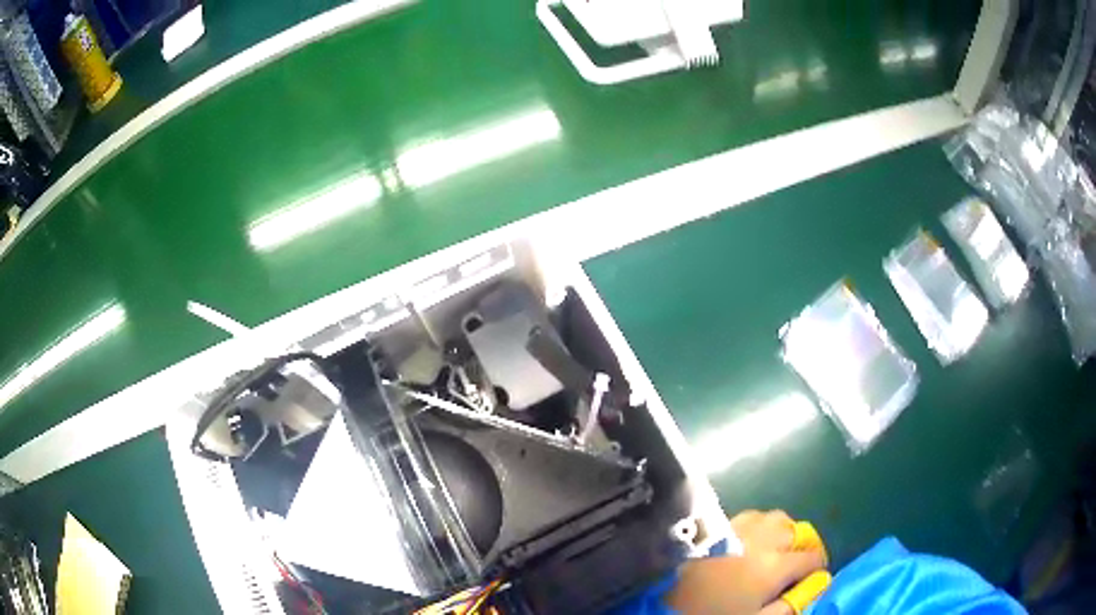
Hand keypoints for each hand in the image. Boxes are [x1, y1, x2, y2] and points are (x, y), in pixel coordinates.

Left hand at [666, 510, 828, 614]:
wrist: (660, 598)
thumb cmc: (711, 613)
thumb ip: (788, 607)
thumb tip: (814, 589)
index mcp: (774, 566)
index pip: (812, 558)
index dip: (818, 568)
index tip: (812, 578)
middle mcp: (763, 540)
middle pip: (798, 531)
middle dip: (803, 547)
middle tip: (795, 565)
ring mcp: (739, 528)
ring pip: (777, 518)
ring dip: (784, 532)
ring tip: (776, 550)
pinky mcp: (718, 524)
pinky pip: (752, 515)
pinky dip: (761, 525)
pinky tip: (750, 542)